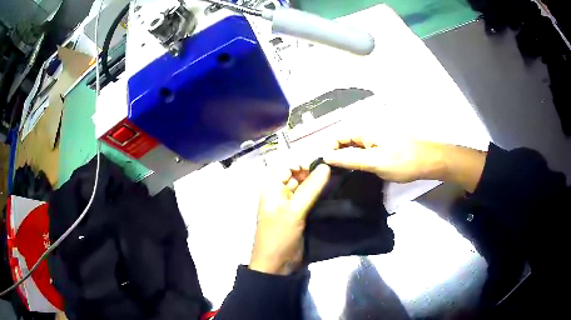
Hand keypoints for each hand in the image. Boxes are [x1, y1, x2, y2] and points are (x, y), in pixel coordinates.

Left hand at [249, 163, 329, 274]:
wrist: (276, 265)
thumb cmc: (279, 236)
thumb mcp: (294, 211)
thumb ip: (310, 188)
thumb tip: (326, 165)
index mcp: (272, 187)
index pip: (287, 164)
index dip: (303, 161)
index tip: (324, 163)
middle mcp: (280, 191)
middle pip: (297, 173)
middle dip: (313, 170)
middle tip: (335, 170)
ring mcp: (290, 202)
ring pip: (305, 185)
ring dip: (318, 182)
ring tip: (338, 178)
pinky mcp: (300, 213)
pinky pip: (310, 197)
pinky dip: (320, 194)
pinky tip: (333, 191)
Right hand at [323, 134, 445, 182]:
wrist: (427, 162)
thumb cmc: (401, 161)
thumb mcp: (373, 162)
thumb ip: (349, 158)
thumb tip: (325, 156)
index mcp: (364, 130)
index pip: (337, 136)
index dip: (329, 150)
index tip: (327, 168)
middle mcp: (368, 131)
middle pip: (345, 141)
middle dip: (337, 155)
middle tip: (335, 174)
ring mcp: (376, 138)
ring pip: (354, 147)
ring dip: (348, 158)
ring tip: (344, 174)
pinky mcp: (382, 146)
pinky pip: (364, 151)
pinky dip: (358, 159)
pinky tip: (359, 170)